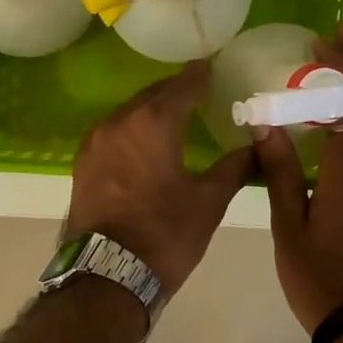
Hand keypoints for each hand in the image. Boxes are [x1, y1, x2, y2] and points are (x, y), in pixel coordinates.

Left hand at [67, 60, 255, 296]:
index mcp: (152, 123)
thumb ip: (234, 168)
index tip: (211, 67)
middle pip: (151, 96)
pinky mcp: (83, 164)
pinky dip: (132, 130)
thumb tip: (259, 147)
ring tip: (173, 116)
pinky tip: (144, 143)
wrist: (106, 276)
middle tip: (197, 90)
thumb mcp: (208, 201)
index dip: (199, 76)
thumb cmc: (164, 235)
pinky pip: (113, 133)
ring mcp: (94, 143)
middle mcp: (118, 122)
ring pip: (128, 114)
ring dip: (151, 110)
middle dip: (174, 91)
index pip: (181, 86)